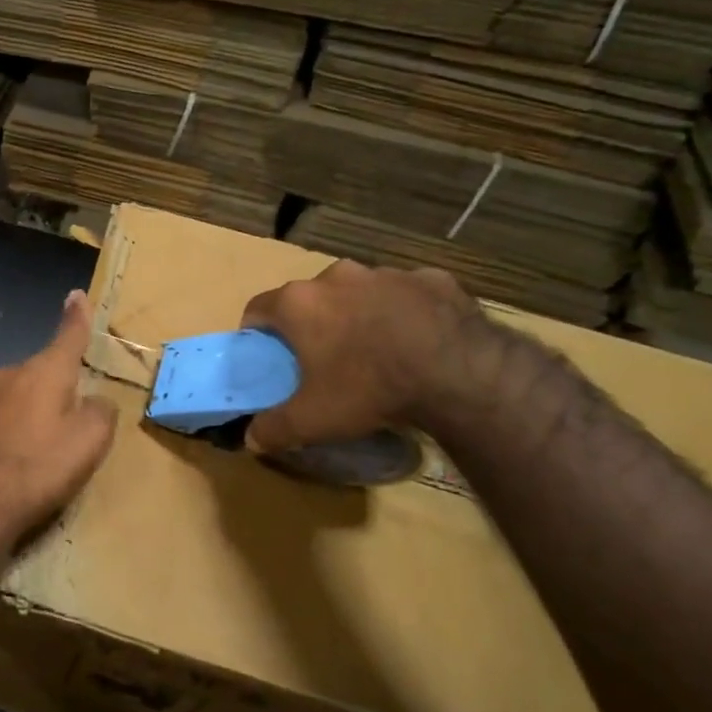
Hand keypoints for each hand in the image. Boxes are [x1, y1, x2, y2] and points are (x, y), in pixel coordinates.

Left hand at [0, 289, 117, 548]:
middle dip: (64, 383)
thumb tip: (95, 400)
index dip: (77, 317)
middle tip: (80, 414)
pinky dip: (25, 427)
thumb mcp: (91, 438)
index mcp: (46, 369)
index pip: (69, 335)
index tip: (76, 294)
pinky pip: (12, 414)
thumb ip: (101, 409)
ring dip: (43, 408)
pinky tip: (29, 456)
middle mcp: (15, 374)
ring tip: (55, 444)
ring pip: (28, 392)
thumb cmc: (43, 463)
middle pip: (48, 369)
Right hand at [240, 259, 478, 454]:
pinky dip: (406, 313)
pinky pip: (408, 295)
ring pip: (361, 292)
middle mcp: (337, 276)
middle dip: (313, 323)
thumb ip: (274, 428)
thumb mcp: (312, 420)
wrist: (459, 372)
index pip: (258, 308)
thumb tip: (252, 438)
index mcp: (299, 302)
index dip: (258, 333)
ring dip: (360, 315)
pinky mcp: (433, 279)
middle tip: (324, 358)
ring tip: (377, 352)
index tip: (268, 356)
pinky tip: (420, 343)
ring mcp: (387, 273)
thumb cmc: (368, 388)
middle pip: (311, 298)